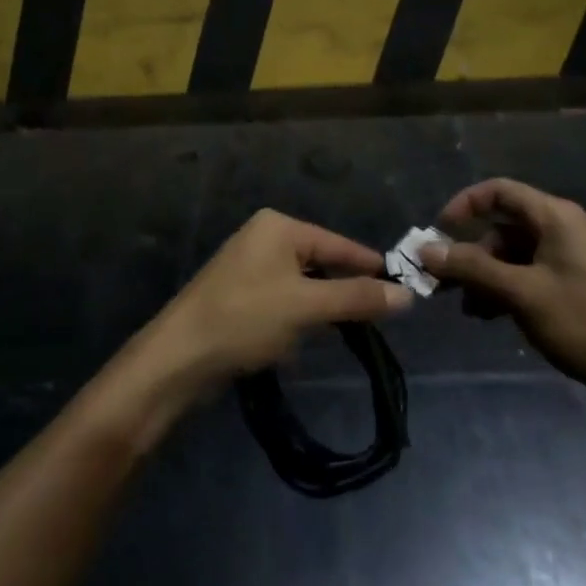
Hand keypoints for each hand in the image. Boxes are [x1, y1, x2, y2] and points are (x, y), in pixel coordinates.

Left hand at [146, 210, 412, 383]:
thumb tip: (406, 294)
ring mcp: (248, 267)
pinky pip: (282, 301)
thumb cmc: (245, 319)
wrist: (178, 358)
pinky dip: (296, 320)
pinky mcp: (238, 296)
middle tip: (379, 319)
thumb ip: (356, 298)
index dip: (370, 267)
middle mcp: (263, 238)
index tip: (405, 288)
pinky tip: (301, 344)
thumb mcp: (307, 307)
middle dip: (344, 292)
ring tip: (346, 334)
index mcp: (278, 227)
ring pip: (302, 286)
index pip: (338, 244)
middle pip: (320, 263)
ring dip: (320, 311)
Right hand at [423, 179, 585, 421]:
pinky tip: (489, 317)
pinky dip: (505, 291)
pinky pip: (527, 277)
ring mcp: (568, 261)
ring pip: (512, 256)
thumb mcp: (522, 293)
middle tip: (442, 280)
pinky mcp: (573, 289)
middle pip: (503, 226)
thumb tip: (425, 250)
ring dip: (485, 277)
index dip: (464, 204)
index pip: (499, 191)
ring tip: (468, 309)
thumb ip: (472, 268)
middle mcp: (561, 230)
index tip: (437, 232)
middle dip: (470, 252)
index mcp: (555, 217)